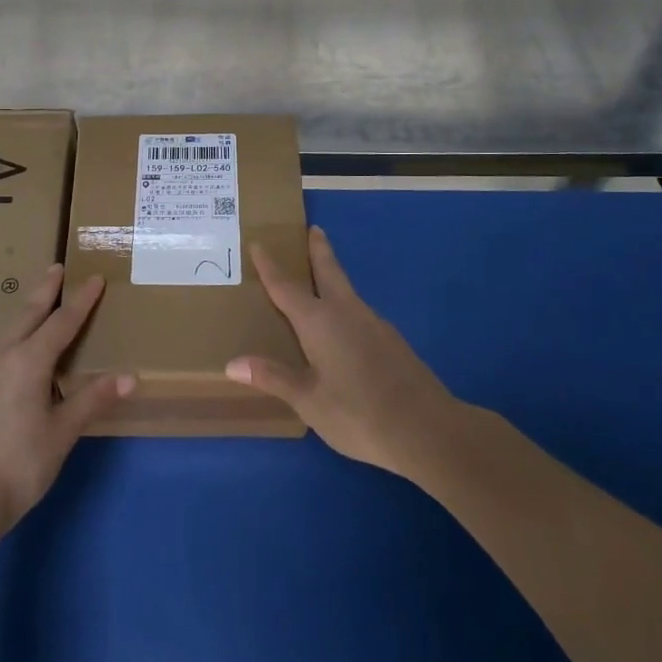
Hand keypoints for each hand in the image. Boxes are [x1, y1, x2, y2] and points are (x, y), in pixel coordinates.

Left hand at [0, 266, 132, 537]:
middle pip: (27, 315)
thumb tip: (130, 377)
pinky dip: (6, 349)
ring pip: (5, 336)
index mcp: (29, 361)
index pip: (62, 322)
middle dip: (44, 291)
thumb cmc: (19, 465)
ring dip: (24, 320)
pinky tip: (7, 365)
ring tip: (35, 317)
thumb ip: (92, 400)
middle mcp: (0, 356)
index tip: (94, 279)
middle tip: (55, 267)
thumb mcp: (62, 433)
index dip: (81, 301)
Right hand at [226, 225, 461, 476]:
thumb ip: (273, 377)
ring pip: (348, 293)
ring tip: (320, 281)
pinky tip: (344, 329)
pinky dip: (346, 308)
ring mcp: (375, 326)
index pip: (286, 287)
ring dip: (333, 279)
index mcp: (320, 321)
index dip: (270, 266)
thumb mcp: (309, 400)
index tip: (258, 243)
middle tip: (313, 230)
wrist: (429, 431)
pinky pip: (360, 315)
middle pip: (330, 272)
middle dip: (319, 251)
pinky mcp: (393, 343)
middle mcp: (347, 313)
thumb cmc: (358, 413)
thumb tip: (232, 364)